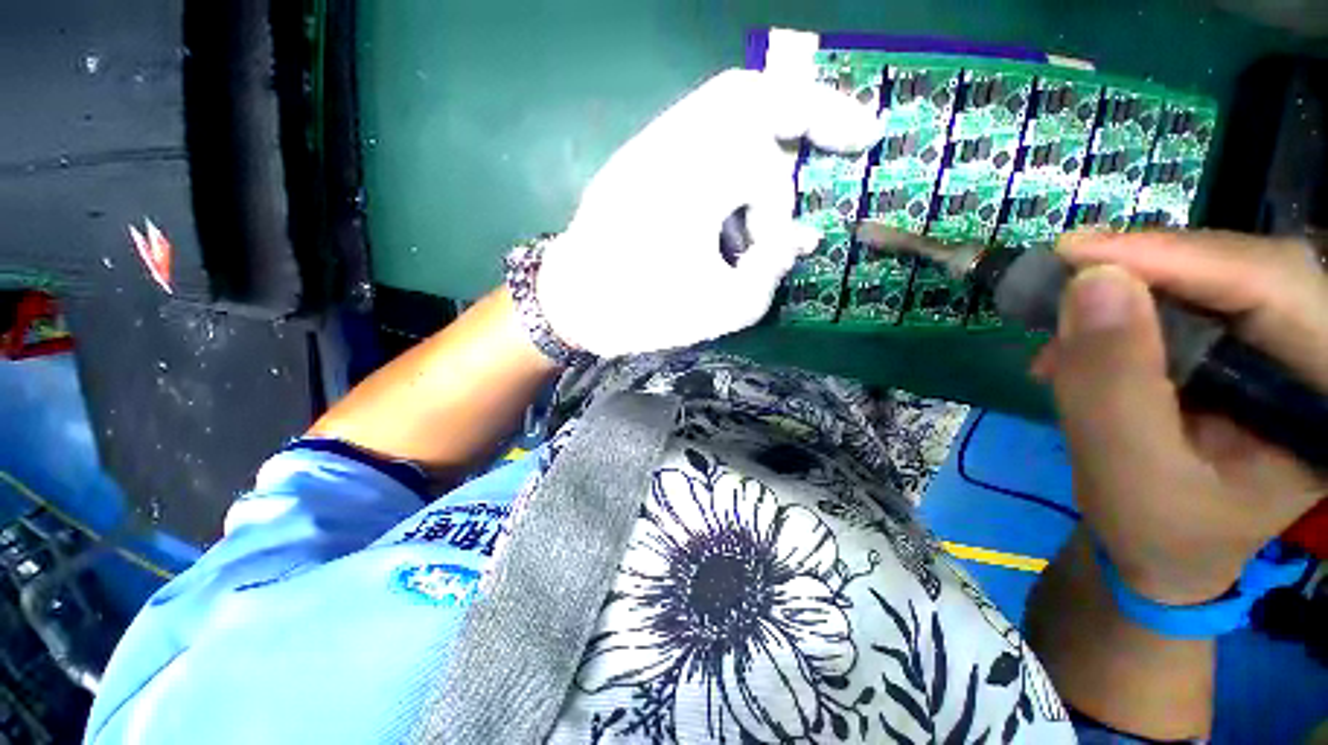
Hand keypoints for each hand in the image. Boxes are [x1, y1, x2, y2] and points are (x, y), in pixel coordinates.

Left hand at [536, 69, 880, 356]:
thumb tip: (800, 238)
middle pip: (750, 92)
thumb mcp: (722, 311)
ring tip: (790, 175)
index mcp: (690, 184)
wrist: (574, 305)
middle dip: (808, 105)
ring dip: (771, 129)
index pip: (767, 163)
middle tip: (847, 133)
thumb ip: (771, 272)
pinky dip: (736, 147)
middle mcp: (669, 148)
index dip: (795, 197)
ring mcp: (649, 147)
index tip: (848, 168)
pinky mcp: (640, 158)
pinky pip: (700, 129)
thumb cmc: (642, 314)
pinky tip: (740, 195)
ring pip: (724, 104)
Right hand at [1037, 231, 1327, 603]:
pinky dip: (1130, 309)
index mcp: (1327, 403)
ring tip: (1065, 325)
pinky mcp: (1249, 346)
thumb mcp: (1127, 471)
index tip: (1077, 251)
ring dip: (1132, 292)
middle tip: (1066, 272)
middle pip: (1253, 272)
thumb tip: (1089, 282)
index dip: (1181, 258)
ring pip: (1218, 278)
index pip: (1279, 292)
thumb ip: (1111, 382)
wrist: (1165, 550)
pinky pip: (1194, 300)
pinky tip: (1086, 338)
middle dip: (1153, 268)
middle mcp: (1323, 360)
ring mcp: (1289, 349)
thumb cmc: (1156, 530)